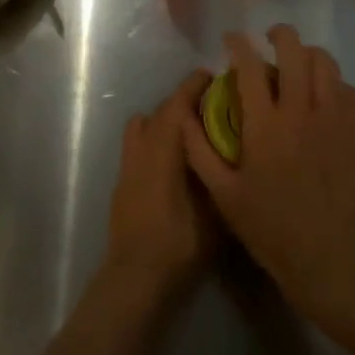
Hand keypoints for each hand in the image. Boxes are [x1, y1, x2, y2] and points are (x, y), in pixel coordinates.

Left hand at [102, 70, 216, 306]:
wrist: (135, 278)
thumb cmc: (178, 242)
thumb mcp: (214, 212)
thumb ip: (220, 176)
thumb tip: (232, 152)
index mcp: (163, 146)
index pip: (178, 103)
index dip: (194, 86)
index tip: (212, 76)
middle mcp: (142, 146)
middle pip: (161, 111)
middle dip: (183, 102)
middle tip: (209, 104)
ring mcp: (128, 163)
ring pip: (144, 126)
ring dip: (164, 120)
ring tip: (189, 131)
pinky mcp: (122, 181)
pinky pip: (138, 145)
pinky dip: (154, 140)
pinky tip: (172, 162)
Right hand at [182, 26, 354, 328]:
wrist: (331, 260)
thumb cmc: (271, 229)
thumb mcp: (224, 195)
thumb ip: (199, 150)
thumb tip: (183, 114)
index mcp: (265, 124)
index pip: (249, 65)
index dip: (237, 44)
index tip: (231, 39)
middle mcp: (301, 111)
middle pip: (293, 49)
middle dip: (279, 34)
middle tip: (269, 39)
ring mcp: (334, 119)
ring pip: (325, 63)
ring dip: (308, 54)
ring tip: (298, 61)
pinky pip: (347, 89)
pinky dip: (333, 82)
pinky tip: (323, 94)